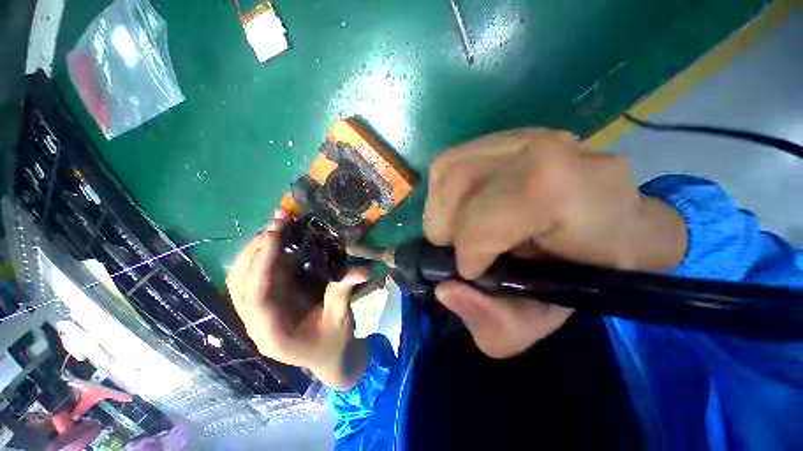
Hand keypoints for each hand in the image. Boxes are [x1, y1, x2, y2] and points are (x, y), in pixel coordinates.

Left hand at [226, 211, 368, 389]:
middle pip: (239, 283)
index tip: (273, 235)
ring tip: (278, 226)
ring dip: (257, 249)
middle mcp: (256, 322)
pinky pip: (256, 275)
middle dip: (255, 249)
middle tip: (277, 223)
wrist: (328, 356)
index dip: (261, 264)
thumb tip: (363, 270)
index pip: (256, 296)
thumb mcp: (340, 319)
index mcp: (272, 334)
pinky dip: (265, 255)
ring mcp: (258, 311)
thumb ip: (343, 292)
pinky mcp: (266, 300)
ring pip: (242, 277)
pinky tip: (281, 241)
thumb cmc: (332, 342)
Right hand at [424, 129, 686, 357]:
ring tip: (456, 231)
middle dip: (445, 225)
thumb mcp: (535, 323)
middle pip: (462, 179)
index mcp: (584, 200)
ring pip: (449, 167)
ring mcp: (526, 136)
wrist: (608, 234)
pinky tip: (459, 210)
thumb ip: (492, 323)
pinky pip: (451, 161)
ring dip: (439, 209)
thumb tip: (445, 290)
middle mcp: (557, 152)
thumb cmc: (576, 282)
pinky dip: (442, 191)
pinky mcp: (504, 137)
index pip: (508, 204)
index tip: (470, 270)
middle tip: (457, 251)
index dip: (476, 239)